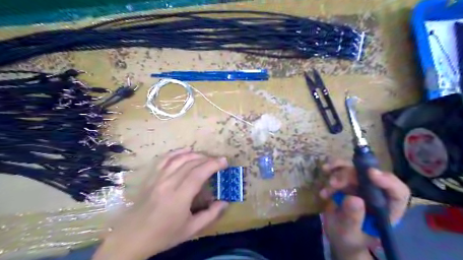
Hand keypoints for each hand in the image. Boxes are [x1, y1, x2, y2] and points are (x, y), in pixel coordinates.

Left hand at [93, 148, 229, 259]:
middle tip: (218, 160)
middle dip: (207, 159)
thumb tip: (225, 203)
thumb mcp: (191, 230)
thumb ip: (210, 215)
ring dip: (194, 154)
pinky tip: (185, 151)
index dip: (213, 165)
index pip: (198, 174)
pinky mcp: (150, 177)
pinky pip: (164, 159)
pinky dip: (176, 152)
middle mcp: (167, 184)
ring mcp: (157, 178)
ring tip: (205, 156)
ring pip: (178, 159)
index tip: (224, 162)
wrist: (132, 237)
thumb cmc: (163, 235)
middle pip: (190, 164)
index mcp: (179, 198)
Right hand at [321, 159, 410, 258]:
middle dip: (350, 176)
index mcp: (387, 210)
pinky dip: (332, 169)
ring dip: (339, 172)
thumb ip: (353, 219)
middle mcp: (376, 194)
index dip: (387, 181)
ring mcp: (361, 186)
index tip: (370, 173)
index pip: (397, 192)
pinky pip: (341, 169)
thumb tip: (353, 198)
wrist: (337, 235)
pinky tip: (324, 172)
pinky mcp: (348, 181)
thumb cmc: (348, 239)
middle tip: (333, 183)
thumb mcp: (349, 234)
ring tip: (328, 183)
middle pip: (369, 176)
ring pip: (354, 169)